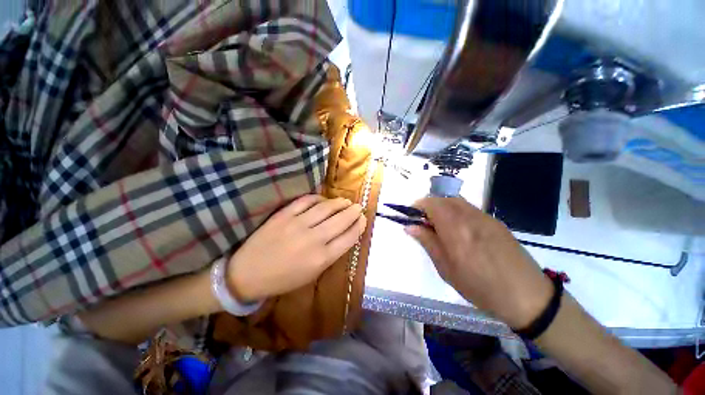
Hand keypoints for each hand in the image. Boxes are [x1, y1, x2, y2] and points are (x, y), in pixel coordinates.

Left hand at [227, 195, 366, 301]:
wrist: (247, 274)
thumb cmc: (283, 279)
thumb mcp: (312, 274)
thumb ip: (330, 254)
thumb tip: (344, 235)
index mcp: (321, 258)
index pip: (349, 237)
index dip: (359, 226)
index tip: (363, 219)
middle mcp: (313, 239)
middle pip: (341, 220)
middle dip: (353, 211)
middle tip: (358, 207)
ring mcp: (297, 224)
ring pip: (326, 207)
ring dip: (339, 202)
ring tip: (346, 201)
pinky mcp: (284, 215)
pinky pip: (306, 200)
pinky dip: (318, 198)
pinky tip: (323, 200)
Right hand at [405, 197, 552, 328]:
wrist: (528, 296)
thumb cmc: (480, 287)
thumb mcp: (447, 269)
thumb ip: (428, 242)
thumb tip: (409, 226)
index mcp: (456, 230)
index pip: (431, 204)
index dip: (418, 206)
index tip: (411, 217)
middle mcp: (470, 217)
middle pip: (443, 199)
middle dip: (429, 206)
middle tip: (424, 224)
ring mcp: (485, 217)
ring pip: (456, 201)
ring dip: (442, 208)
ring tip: (440, 227)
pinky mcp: (495, 221)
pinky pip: (469, 208)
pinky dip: (456, 212)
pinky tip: (460, 230)